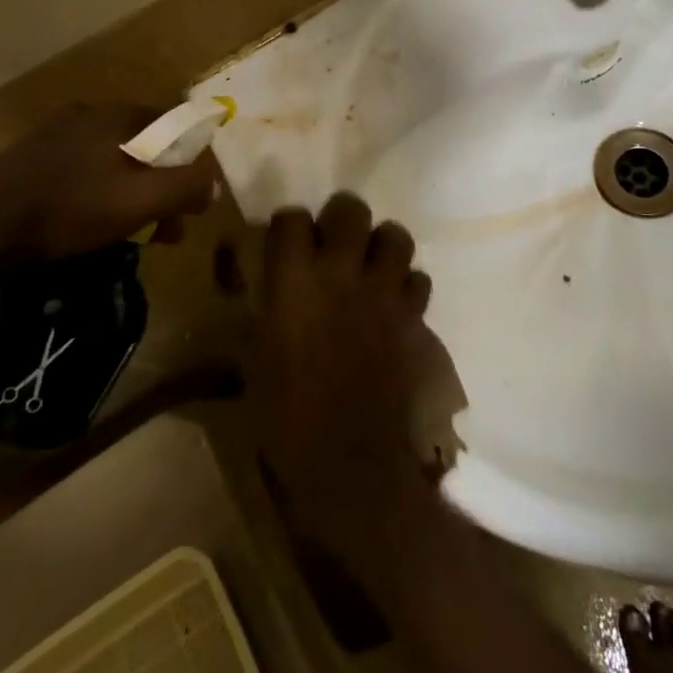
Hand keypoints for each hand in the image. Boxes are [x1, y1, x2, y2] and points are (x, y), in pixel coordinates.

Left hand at [0, 103, 215, 286]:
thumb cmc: (71, 209)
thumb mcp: (141, 201)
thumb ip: (186, 187)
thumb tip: (214, 182)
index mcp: (119, 116)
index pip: (175, 124)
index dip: (193, 159)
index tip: (195, 196)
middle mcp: (90, 115)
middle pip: (145, 145)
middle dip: (164, 184)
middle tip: (169, 226)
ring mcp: (56, 135)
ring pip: (113, 160)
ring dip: (133, 193)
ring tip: (136, 235)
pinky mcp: (31, 159)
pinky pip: (83, 170)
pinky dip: (101, 193)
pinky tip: (93, 225)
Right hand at [248, 194, 439, 561]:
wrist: (351, 464)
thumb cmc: (287, 418)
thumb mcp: (254, 363)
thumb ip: (261, 315)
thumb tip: (264, 295)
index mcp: (294, 280)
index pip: (291, 218)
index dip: (287, 226)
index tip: (285, 242)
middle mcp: (341, 272)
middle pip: (350, 209)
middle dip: (341, 219)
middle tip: (334, 243)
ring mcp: (383, 291)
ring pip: (395, 235)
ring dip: (381, 245)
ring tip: (370, 267)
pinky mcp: (412, 316)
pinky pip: (418, 279)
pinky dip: (407, 286)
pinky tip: (393, 305)